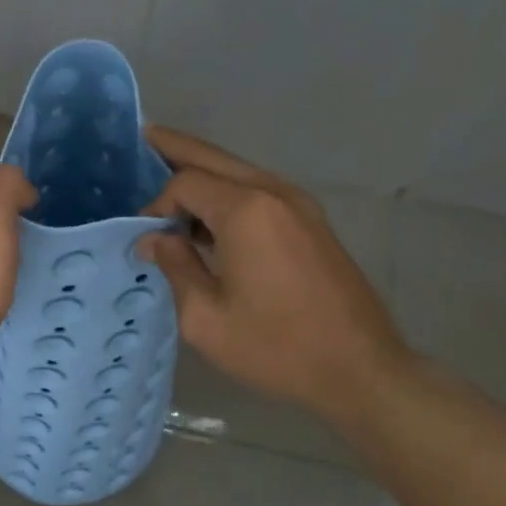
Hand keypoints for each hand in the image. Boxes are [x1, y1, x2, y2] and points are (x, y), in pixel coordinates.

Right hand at [137, 127, 411, 425]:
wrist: (361, 370)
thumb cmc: (277, 347)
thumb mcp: (206, 317)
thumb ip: (175, 267)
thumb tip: (153, 239)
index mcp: (246, 211)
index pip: (186, 184)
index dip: (156, 206)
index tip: (144, 239)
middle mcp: (274, 193)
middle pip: (214, 158)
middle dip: (177, 148)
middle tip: (144, 135)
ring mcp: (299, 205)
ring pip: (239, 171)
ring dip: (204, 170)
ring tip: (168, 170)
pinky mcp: (312, 223)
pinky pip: (259, 191)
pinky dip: (228, 190)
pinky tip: (210, 214)